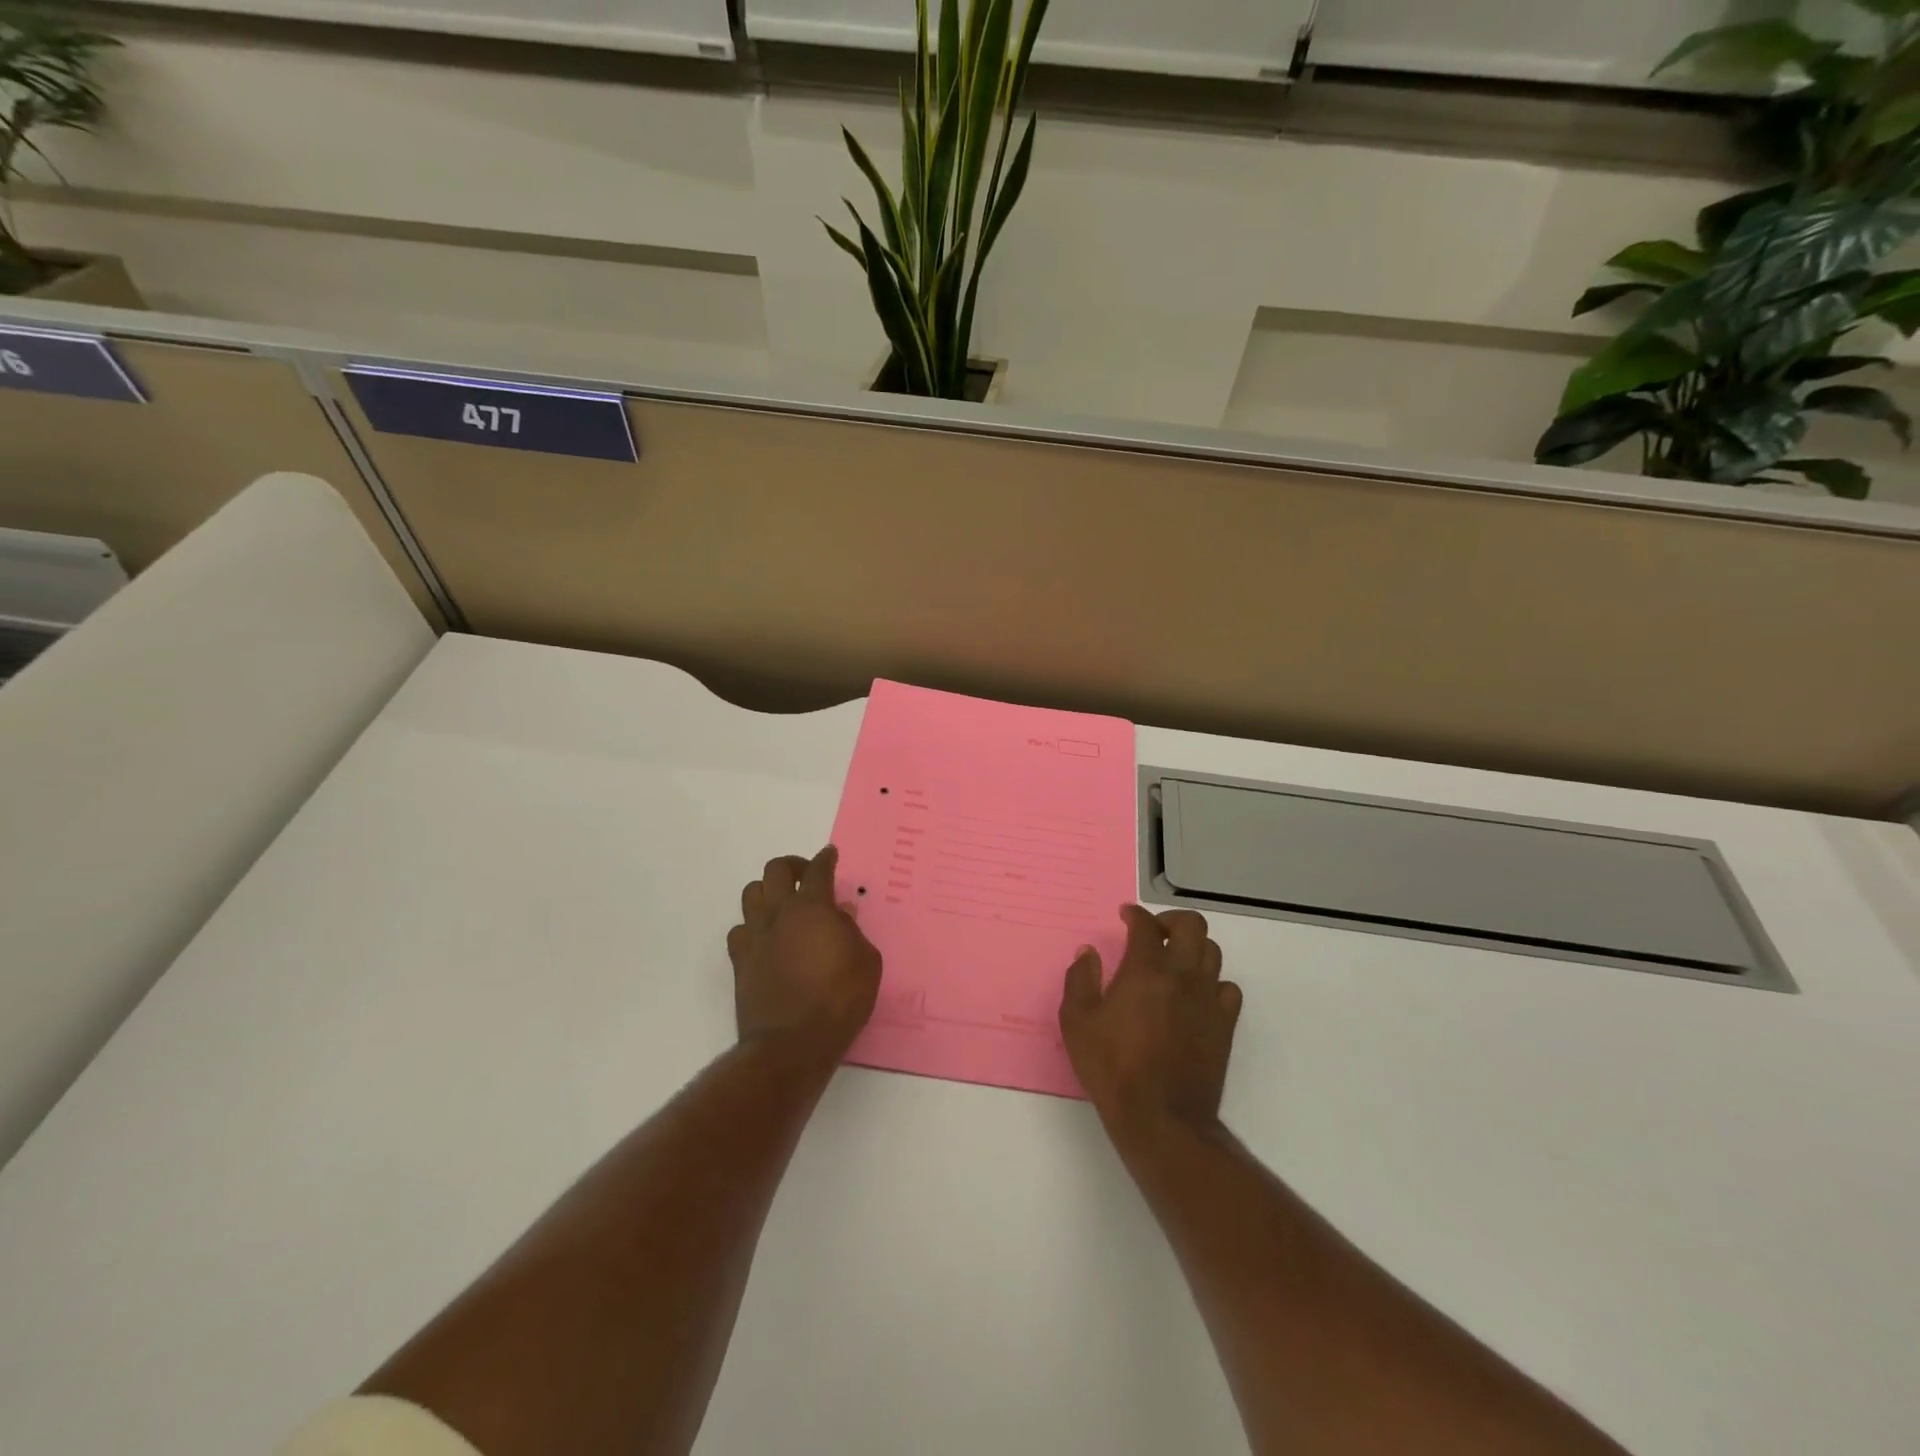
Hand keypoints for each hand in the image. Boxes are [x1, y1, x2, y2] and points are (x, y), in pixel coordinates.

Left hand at [728, 847, 881, 1068]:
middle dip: (793, 865)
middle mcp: (779, 914)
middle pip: (776, 870)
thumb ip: (852, 931)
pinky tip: (765, 938)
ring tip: (782, 903)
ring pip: (751, 893)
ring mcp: (755, 936)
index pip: (818, 870)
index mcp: (813, 908)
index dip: (826, 858)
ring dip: (768, 891)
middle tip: (806, 875)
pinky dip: (752, 926)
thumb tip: (840, 914)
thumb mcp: (867, 962)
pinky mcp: (740, 961)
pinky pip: (739, 930)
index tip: (830, 854)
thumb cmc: (840, 1000)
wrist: (792, 1044)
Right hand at [1059, 906, 1241, 1141]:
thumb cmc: (1112, 1067)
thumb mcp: (1077, 1022)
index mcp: (1146, 970)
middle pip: (1192, 926)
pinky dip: (1213, 983)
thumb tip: (1088, 953)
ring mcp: (1208, 1000)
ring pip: (1213, 953)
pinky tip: (1196, 996)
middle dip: (1172, 921)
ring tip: (1175, 961)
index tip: (1125, 916)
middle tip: (1154, 933)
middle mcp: (1182, 976)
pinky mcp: (1224, 1026)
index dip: (1135, 914)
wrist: (1161, 1118)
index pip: (1146, 925)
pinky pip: (1228, 989)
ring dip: (1193, 948)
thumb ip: (1080, 980)